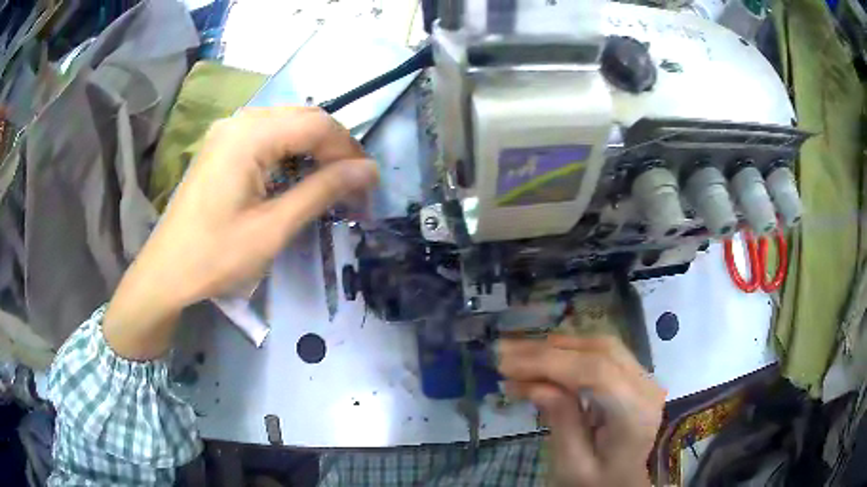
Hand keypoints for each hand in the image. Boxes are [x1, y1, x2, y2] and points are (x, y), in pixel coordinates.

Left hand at [104, 107, 378, 358]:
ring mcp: (227, 130)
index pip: (317, 124)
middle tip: (353, 184)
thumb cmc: (216, 256)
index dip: (349, 149)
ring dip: (314, 148)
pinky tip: (296, 176)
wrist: (166, 272)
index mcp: (249, 135)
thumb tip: (368, 171)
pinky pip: (267, 135)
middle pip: (304, 117)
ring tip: (329, 182)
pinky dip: (290, 151)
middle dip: (334, 147)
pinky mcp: (222, 145)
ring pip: (287, 124)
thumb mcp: (273, 228)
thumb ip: (322, 191)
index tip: (368, 183)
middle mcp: (239, 121)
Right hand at [498, 335, 664, 485]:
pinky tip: (545, 359)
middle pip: (600, 352)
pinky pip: (604, 354)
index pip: (596, 373)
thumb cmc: (599, 482)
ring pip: (602, 345)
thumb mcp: (573, 465)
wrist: (628, 483)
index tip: (507, 366)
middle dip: (548, 350)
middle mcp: (646, 388)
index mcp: (635, 415)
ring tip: (519, 354)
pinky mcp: (636, 377)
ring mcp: (645, 379)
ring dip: (558, 347)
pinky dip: (571, 352)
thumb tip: (534, 383)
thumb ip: (560, 421)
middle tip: (504, 354)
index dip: (550, 363)